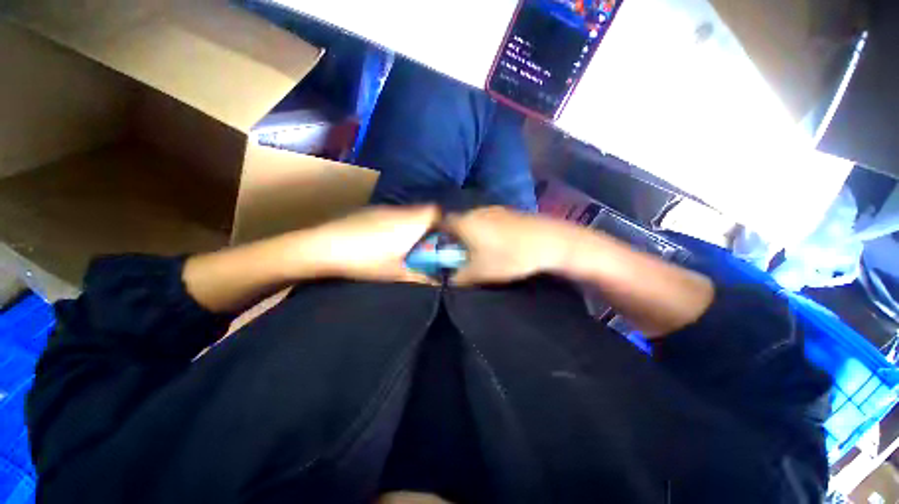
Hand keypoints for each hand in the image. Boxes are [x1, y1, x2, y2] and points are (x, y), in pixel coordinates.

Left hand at [300, 205, 440, 283]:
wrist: (322, 247)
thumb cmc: (365, 260)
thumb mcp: (396, 273)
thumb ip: (421, 276)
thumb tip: (439, 281)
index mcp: (411, 223)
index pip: (437, 211)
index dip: (444, 221)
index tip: (444, 237)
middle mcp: (400, 210)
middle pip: (423, 211)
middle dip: (428, 226)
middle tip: (426, 245)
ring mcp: (383, 208)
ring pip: (407, 213)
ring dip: (411, 225)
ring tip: (405, 244)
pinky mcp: (369, 210)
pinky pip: (392, 214)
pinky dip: (396, 224)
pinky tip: (384, 240)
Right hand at [444, 207, 579, 285]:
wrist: (551, 242)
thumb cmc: (510, 256)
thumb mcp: (480, 272)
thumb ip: (458, 277)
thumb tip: (447, 279)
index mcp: (464, 222)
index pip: (441, 223)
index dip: (437, 237)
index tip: (441, 251)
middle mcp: (476, 211)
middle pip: (457, 222)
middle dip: (455, 238)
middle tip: (460, 255)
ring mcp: (494, 209)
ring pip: (474, 221)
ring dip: (472, 234)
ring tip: (480, 251)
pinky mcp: (508, 211)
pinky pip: (488, 220)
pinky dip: (486, 231)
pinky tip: (498, 244)